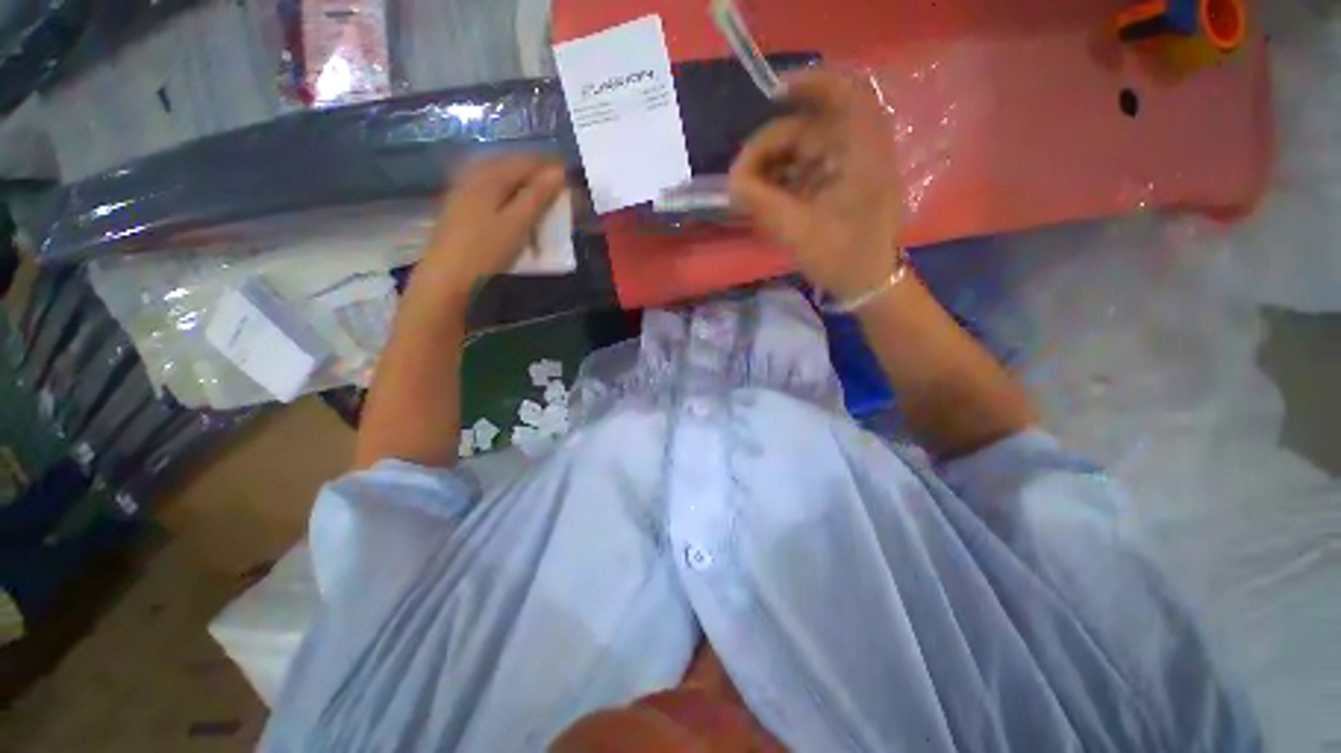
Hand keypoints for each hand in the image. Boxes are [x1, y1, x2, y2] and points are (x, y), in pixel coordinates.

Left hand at [415, 155, 567, 300]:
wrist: (446, 277)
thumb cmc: (486, 251)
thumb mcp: (518, 224)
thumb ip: (538, 196)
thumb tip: (559, 171)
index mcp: (490, 175)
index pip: (526, 161)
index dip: (550, 168)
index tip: (570, 179)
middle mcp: (474, 174)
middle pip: (511, 165)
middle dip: (536, 174)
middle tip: (558, 190)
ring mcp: (463, 189)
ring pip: (499, 177)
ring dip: (522, 184)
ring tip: (540, 199)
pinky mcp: (459, 205)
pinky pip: (489, 189)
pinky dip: (508, 194)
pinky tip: (513, 208)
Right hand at [728, 70, 902, 300]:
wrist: (868, 284)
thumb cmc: (842, 259)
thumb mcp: (799, 234)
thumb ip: (763, 205)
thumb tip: (731, 184)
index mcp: (861, 155)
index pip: (843, 96)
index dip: (809, 83)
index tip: (771, 94)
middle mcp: (858, 150)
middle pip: (809, 127)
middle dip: (769, 148)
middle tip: (741, 179)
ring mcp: (849, 166)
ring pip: (803, 148)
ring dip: (772, 165)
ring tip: (748, 193)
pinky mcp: (840, 181)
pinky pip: (806, 167)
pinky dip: (782, 178)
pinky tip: (765, 197)